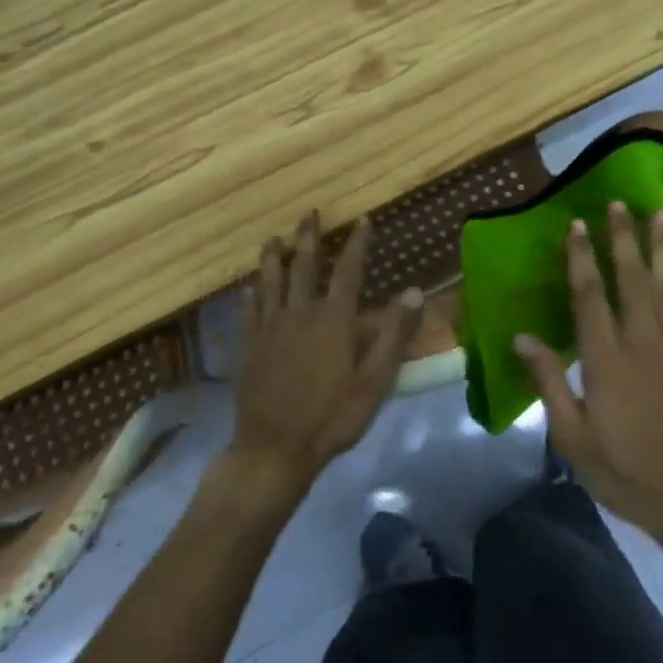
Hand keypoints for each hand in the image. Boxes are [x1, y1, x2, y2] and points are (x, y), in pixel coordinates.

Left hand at [223, 212, 421, 505]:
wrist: (274, 448)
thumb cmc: (332, 417)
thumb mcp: (375, 381)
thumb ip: (394, 334)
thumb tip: (413, 291)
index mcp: (332, 319)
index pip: (348, 270)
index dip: (357, 243)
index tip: (363, 219)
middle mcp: (299, 313)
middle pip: (303, 266)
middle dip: (308, 237)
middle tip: (309, 213)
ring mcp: (269, 329)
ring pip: (270, 281)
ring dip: (273, 256)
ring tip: (273, 237)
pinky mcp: (249, 347)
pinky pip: (249, 309)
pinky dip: (251, 292)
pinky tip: (249, 286)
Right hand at [513, 203, 662, 559]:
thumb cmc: (623, 470)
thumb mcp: (571, 437)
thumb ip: (549, 382)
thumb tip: (520, 337)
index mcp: (605, 362)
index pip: (589, 297)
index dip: (581, 258)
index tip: (576, 225)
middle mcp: (642, 343)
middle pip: (630, 280)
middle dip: (622, 239)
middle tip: (617, 203)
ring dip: (662, 247)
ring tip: (658, 213)